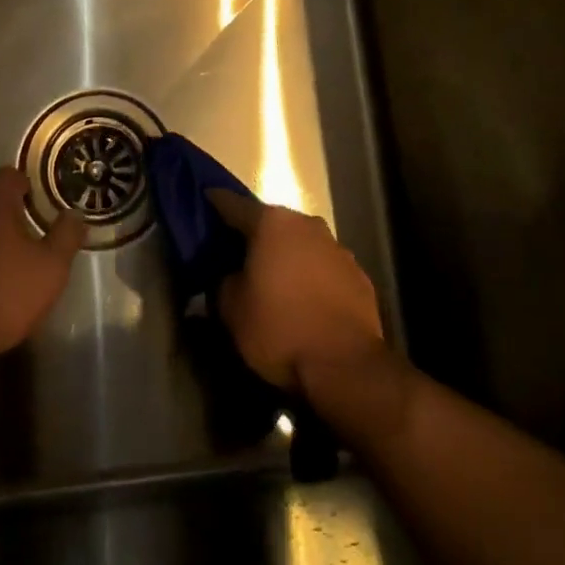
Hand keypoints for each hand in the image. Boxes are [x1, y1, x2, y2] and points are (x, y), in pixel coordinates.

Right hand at [209, 189, 384, 392]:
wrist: (345, 365)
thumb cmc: (279, 330)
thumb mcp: (232, 310)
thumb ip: (223, 283)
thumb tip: (229, 275)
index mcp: (271, 223)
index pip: (233, 204)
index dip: (216, 202)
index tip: (205, 199)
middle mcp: (306, 224)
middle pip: (272, 221)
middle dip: (255, 234)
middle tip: (237, 251)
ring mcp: (337, 248)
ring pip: (301, 243)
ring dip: (287, 255)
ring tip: (274, 278)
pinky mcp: (359, 275)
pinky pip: (325, 268)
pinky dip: (312, 276)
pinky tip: (305, 300)